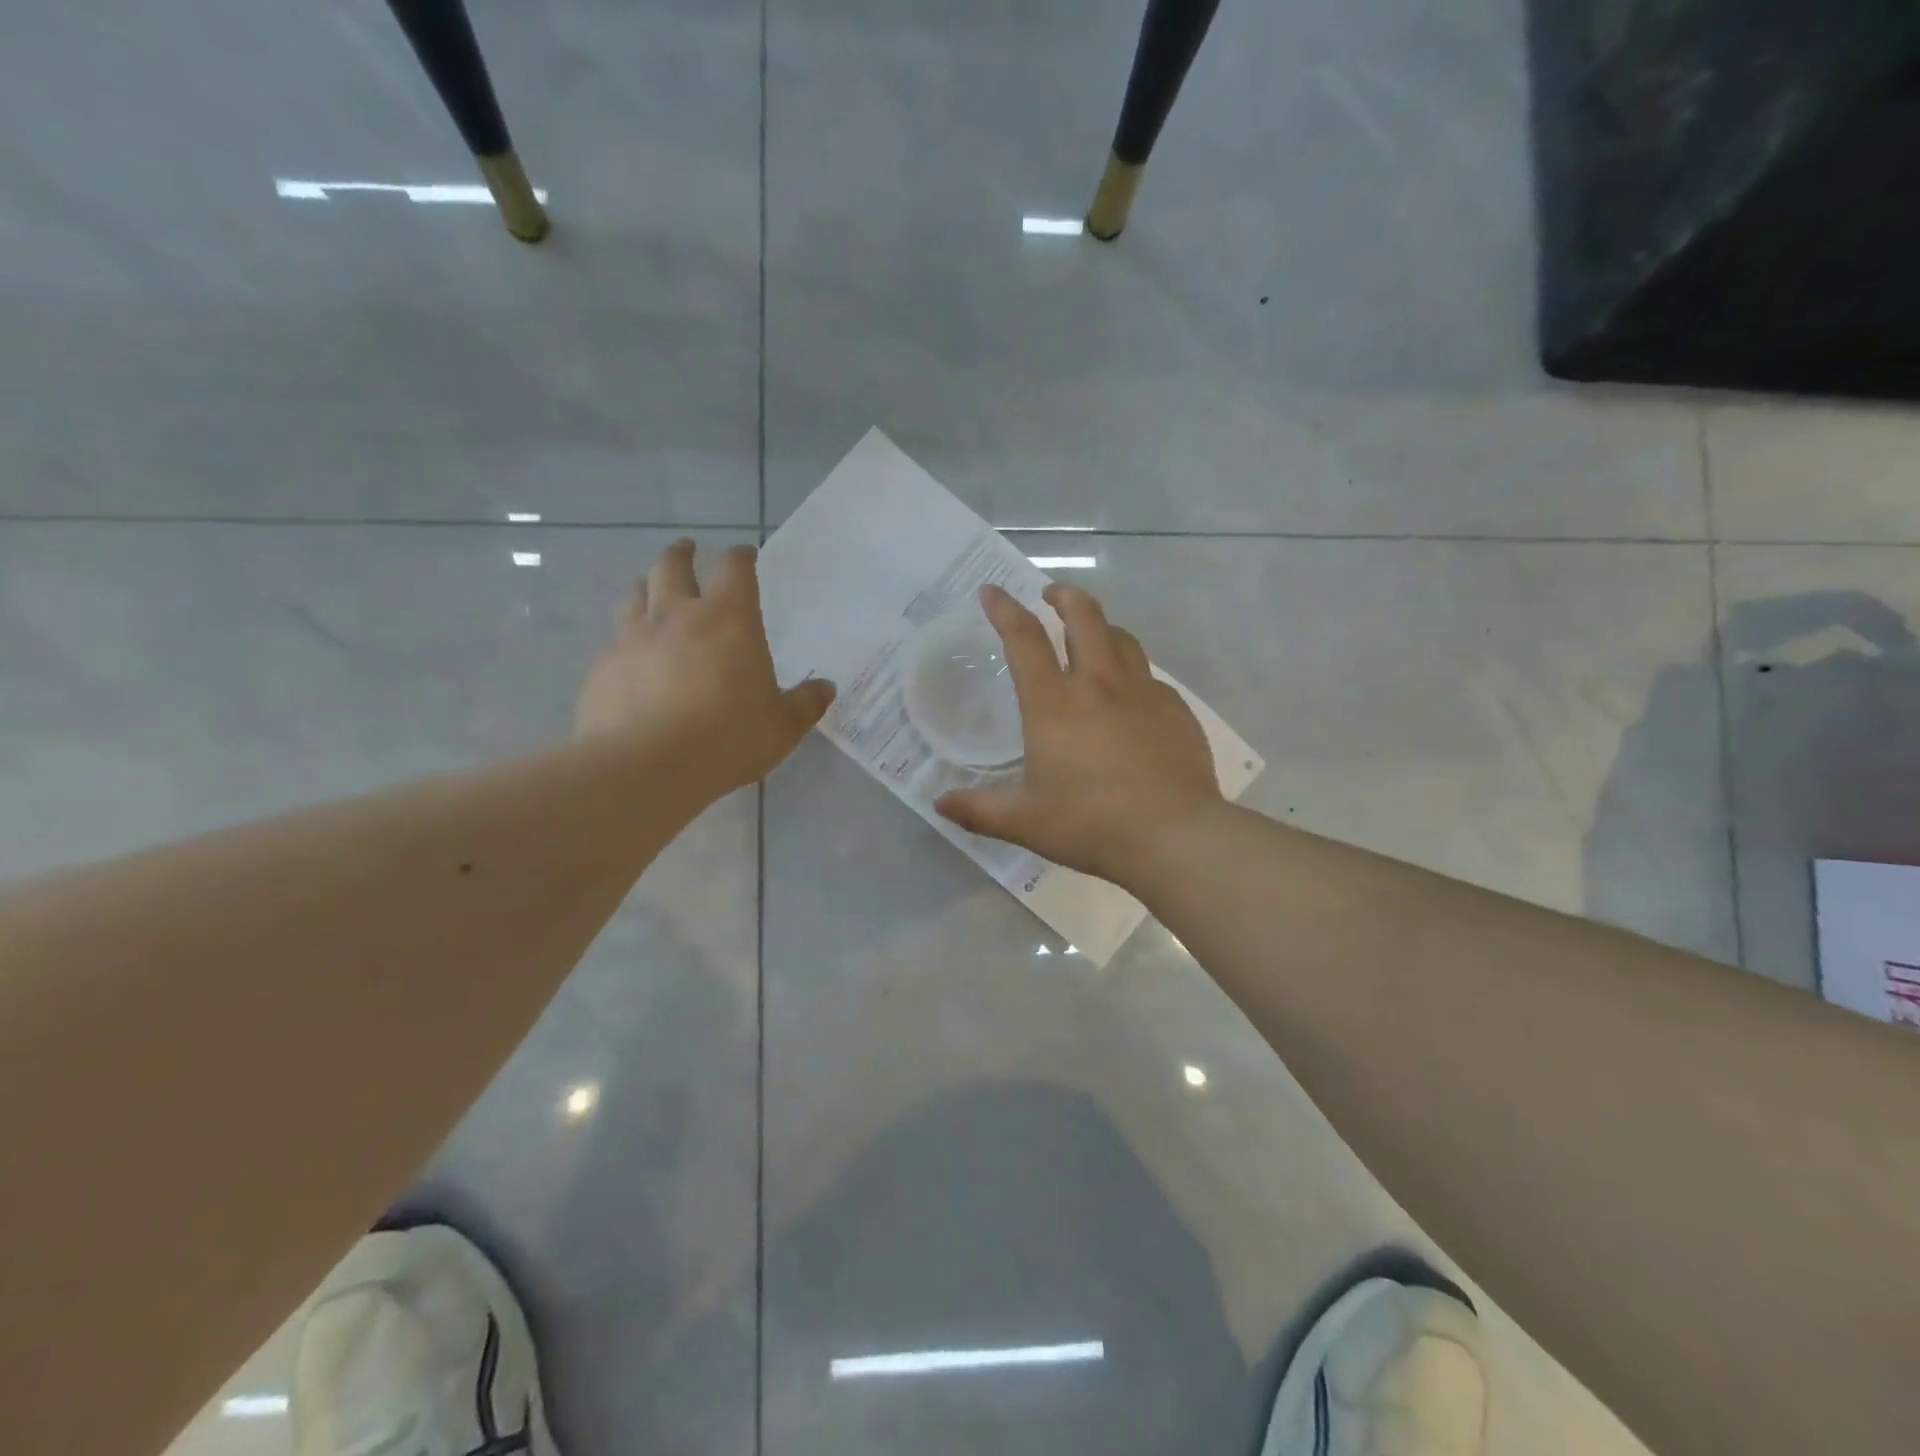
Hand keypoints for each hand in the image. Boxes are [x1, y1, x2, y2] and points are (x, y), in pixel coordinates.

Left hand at [576, 540, 834, 795]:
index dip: (741, 556)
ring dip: (648, 586)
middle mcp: (676, 615)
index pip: (734, 569)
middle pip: (673, 566)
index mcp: (728, 619)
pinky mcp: (602, 666)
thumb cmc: (727, 738)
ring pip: (635, 594)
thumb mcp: (782, 727)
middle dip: (683, 554)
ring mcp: (633, 638)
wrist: (645, 766)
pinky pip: (614, 639)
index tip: (745, 555)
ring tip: (653, 589)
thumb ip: (806, 703)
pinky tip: (630, 653)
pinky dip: (625, 636)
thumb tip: (826, 688)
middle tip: (688, 550)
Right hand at [935, 583, 1222, 887]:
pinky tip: (1132, 700)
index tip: (992, 591)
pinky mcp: (1176, 710)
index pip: (1023, 639)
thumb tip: (940, 803)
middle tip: (1052, 595)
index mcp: (1054, 703)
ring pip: (1122, 638)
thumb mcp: (1024, 821)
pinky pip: (1151, 677)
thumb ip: (978, 810)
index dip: (1004, 609)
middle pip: (1084, 616)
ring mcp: (1143, 693)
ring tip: (1092, 636)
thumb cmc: (1090, 824)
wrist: (1174, 836)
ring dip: (1102, 627)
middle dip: (1064, 596)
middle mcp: (1099, 684)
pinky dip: (1133, 674)